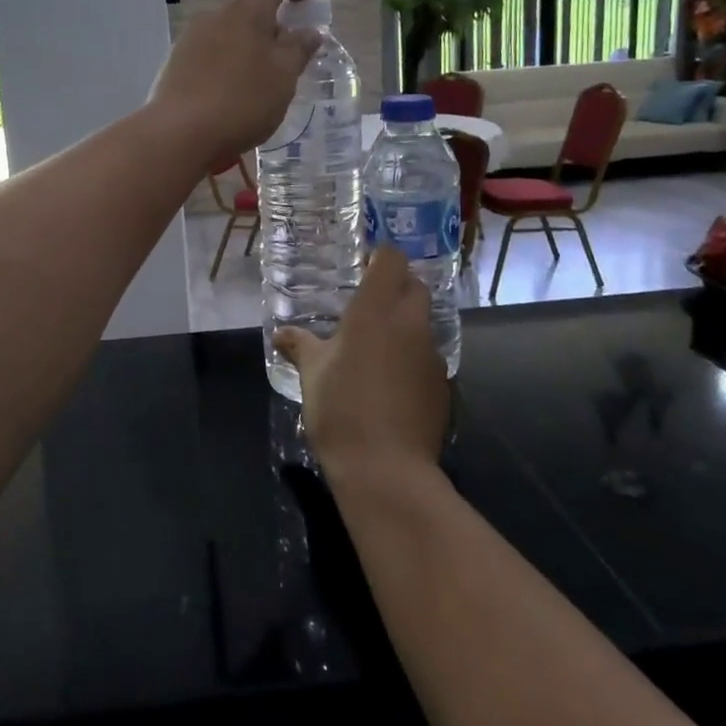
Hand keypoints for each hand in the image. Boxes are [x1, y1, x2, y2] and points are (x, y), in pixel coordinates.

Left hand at [148, 0, 320, 167]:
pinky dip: (231, 64)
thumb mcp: (283, 76)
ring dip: (251, 47)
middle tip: (292, 55)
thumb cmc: (242, 100)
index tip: (314, 3)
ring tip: (265, 80)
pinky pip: (212, 55)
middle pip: (250, 8)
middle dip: (275, 25)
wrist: (180, 134)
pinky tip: (235, 93)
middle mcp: (214, 17)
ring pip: (230, 33)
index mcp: (244, 11)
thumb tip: (309, 31)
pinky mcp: (177, 65)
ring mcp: (191, 40)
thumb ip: (299, 49)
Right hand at [275, 248, 450, 486]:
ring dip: (405, 326)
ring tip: (378, 348)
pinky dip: (412, 359)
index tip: (364, 265)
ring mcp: (432, 355)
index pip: (391, 259)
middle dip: (397, 288)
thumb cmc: (340, 409)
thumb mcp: (311, 374)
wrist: (386, 469)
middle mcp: (410, 324)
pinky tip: (392, 383)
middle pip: (415, 287)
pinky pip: (428, 357)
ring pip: (423, 324)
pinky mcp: (444, 385)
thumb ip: (300, 346)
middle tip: (369, 305)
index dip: (380, 256)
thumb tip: (282, 333)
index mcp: (375, 310)